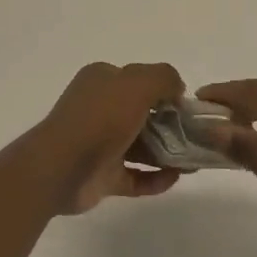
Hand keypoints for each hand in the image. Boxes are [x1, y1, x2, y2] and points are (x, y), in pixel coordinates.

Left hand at [36, 62, 187, 214]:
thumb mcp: (137, 83)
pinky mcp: (102, 175)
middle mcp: (99, 109)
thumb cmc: (100, 118)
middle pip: (142, 114)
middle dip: (170, 124)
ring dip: (167, 153)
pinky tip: (175, 178)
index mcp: (102, 81)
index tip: (186, 106)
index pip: (138, 80)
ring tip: (192, 161)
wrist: (61, 168)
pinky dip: (154, 178)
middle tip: (196, 136)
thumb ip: (163, 78)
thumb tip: (177, 90)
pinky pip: (134, 176)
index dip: (164, 90)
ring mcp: (99, 144)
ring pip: (140, 146)